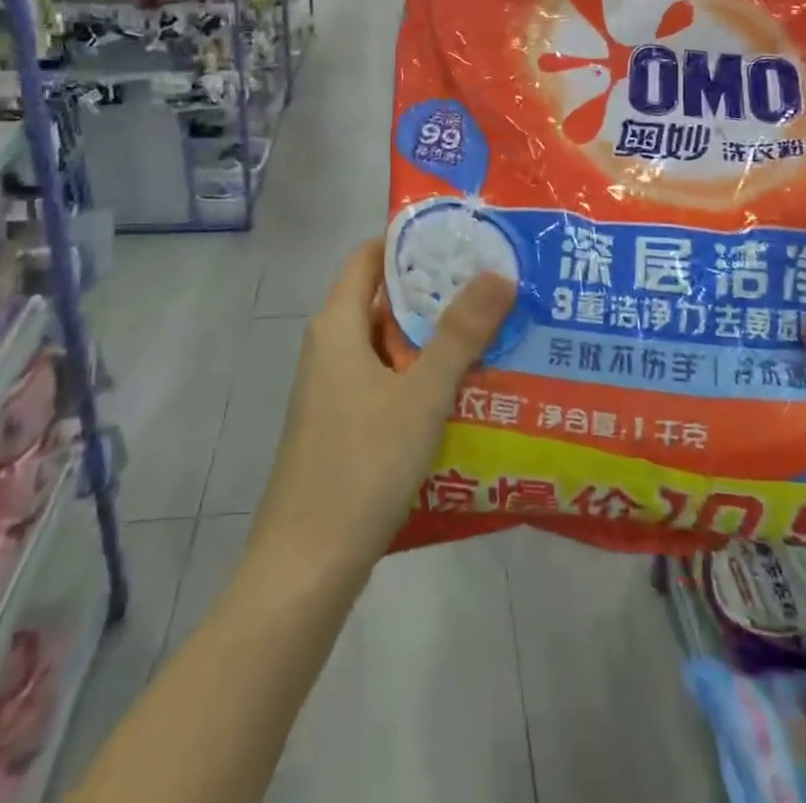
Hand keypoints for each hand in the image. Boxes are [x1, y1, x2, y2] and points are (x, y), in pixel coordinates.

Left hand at [249, 241, 514, 582]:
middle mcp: (332, 347)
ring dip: (435, 335)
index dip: (412, 241)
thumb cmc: (361, 464)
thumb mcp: (421, 394)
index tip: (464, 237)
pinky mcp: (345, 424)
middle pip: (385, 298)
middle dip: (437, 289)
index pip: (370, 256)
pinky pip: (388, 379)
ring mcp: (335, 389)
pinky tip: (467, 387)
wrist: (306, 567)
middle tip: (494, 280)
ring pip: (391, 343)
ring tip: (493, 326)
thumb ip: (460, 333)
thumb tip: (498, 272)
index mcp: (338, 325)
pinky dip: (423, 373)